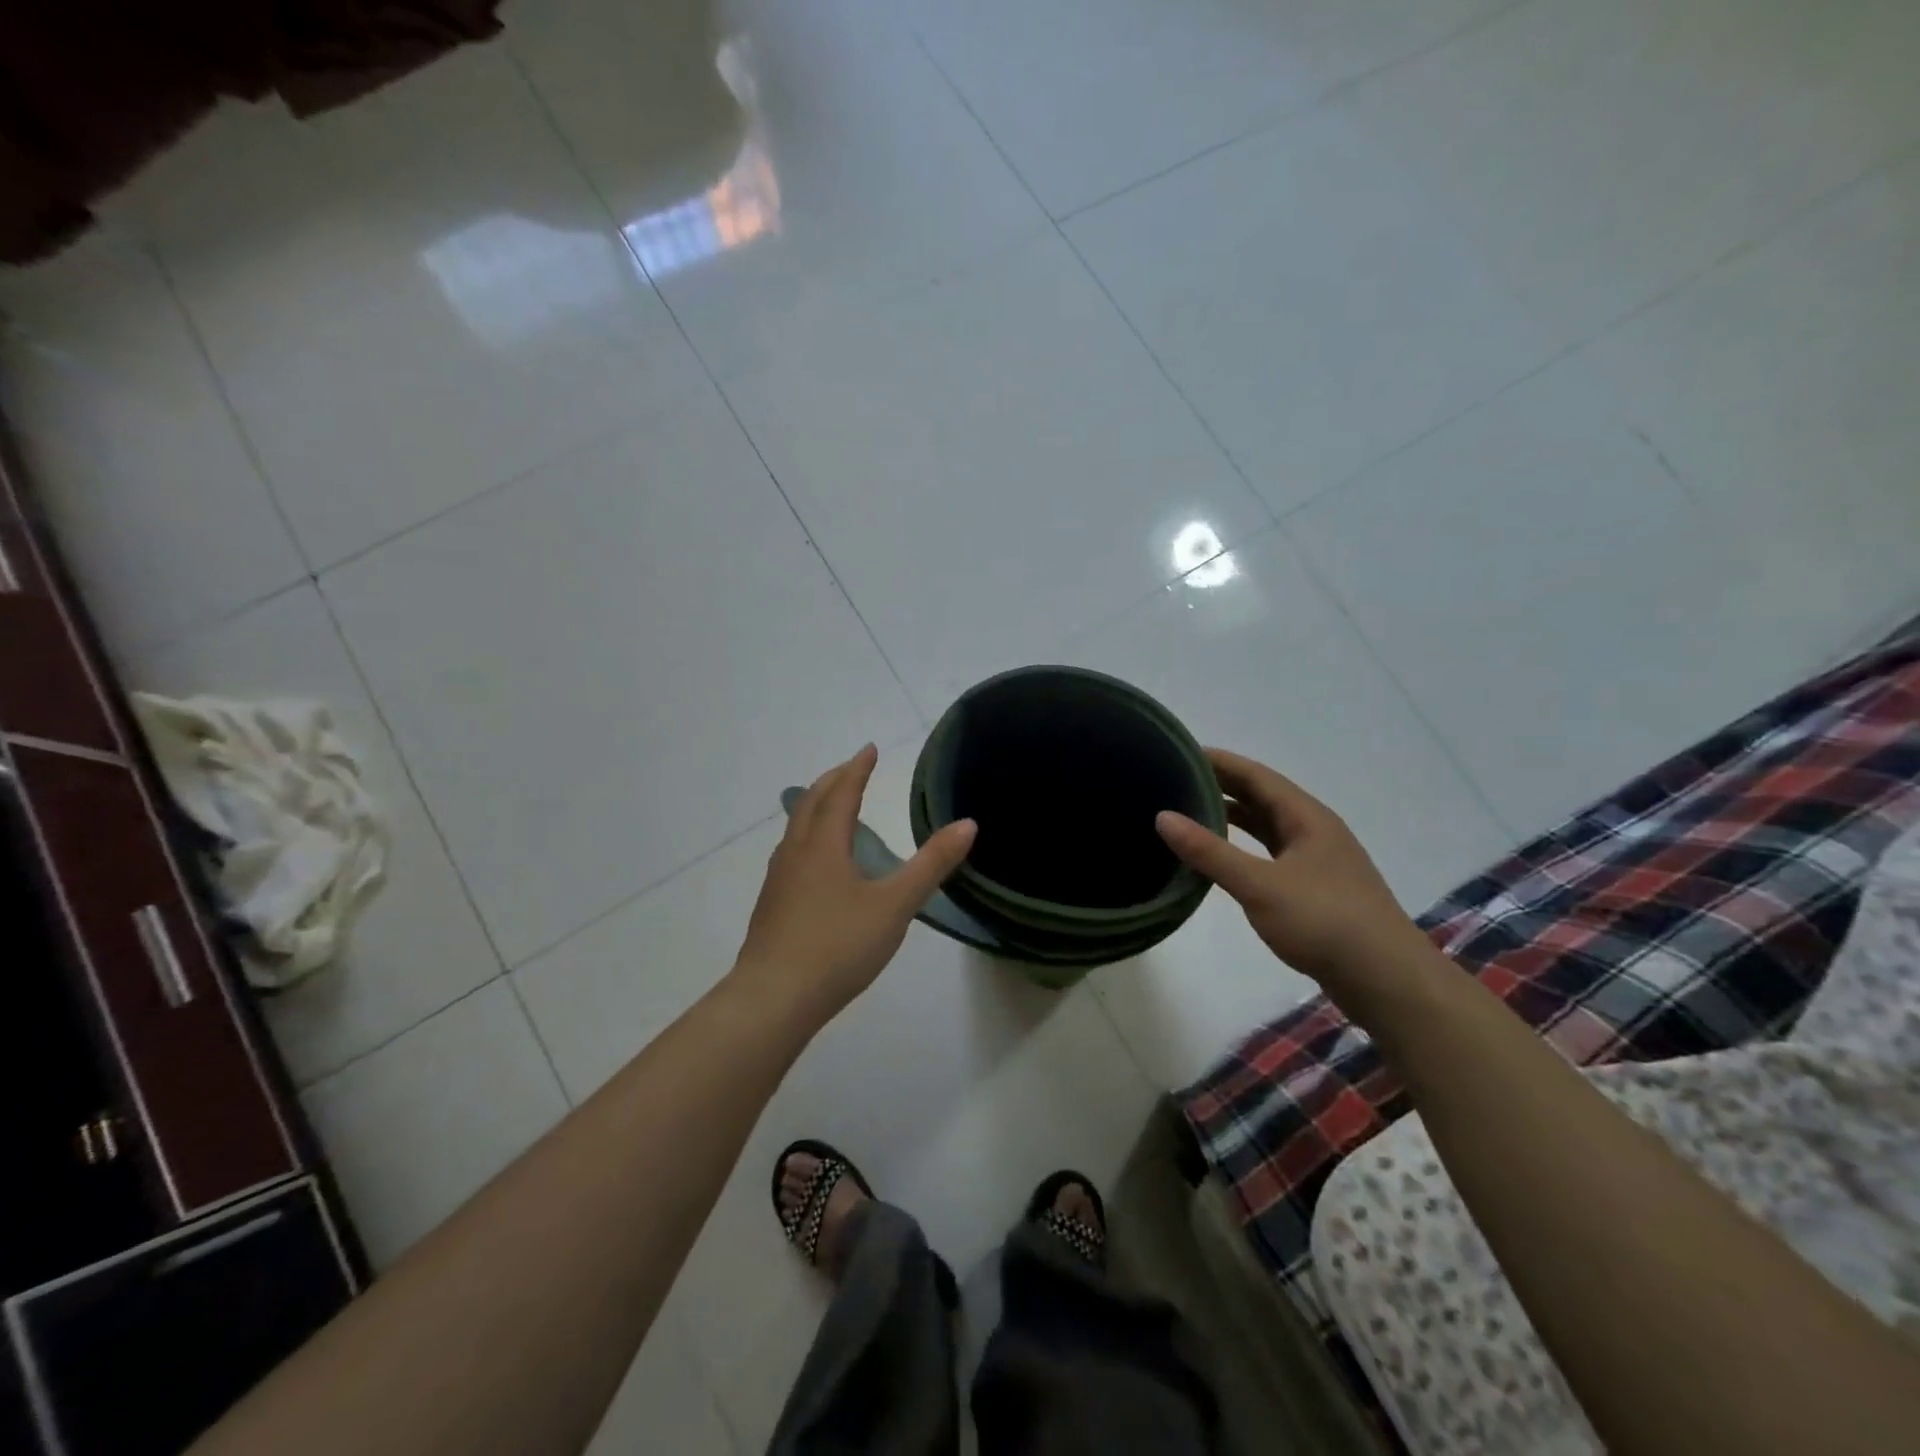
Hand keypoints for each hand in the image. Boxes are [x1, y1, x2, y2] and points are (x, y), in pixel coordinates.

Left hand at [734, 744, 976, 1024]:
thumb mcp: (895, 905)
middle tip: (853, 769)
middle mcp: (795, 853)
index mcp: (823, 845)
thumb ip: (931, 864)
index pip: (842, 794)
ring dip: (816, 808)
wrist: (773, 999)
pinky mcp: (772, 906)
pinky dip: (809, 837)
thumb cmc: (838, 946)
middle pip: (810, 803)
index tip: (870, 748)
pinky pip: (791, 853)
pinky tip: (818, 865)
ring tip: (835, 809)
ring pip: (796, 828)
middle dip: (833, 781)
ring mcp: (778, 880)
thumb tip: (968, 824)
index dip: (857, 769)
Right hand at [1156, 748, 1424, 983]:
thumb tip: (1162, 816)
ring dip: (1231, 817)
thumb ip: (1210, 852)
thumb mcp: (1260, 885)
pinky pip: (1269, 854)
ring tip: (1188, 814)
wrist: (1387, 982)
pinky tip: (1221, 859)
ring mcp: (1316, 861)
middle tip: (1173, 781)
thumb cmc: (1324, 922)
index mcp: (1306, 817)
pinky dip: (1242, 848)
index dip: (1218, 761)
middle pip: (1261, 797)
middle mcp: (1313, 830)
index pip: (1254, 775)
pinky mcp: (1314, 889)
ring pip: (1266, 827)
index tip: (1177, 752)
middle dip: (1220, 786)